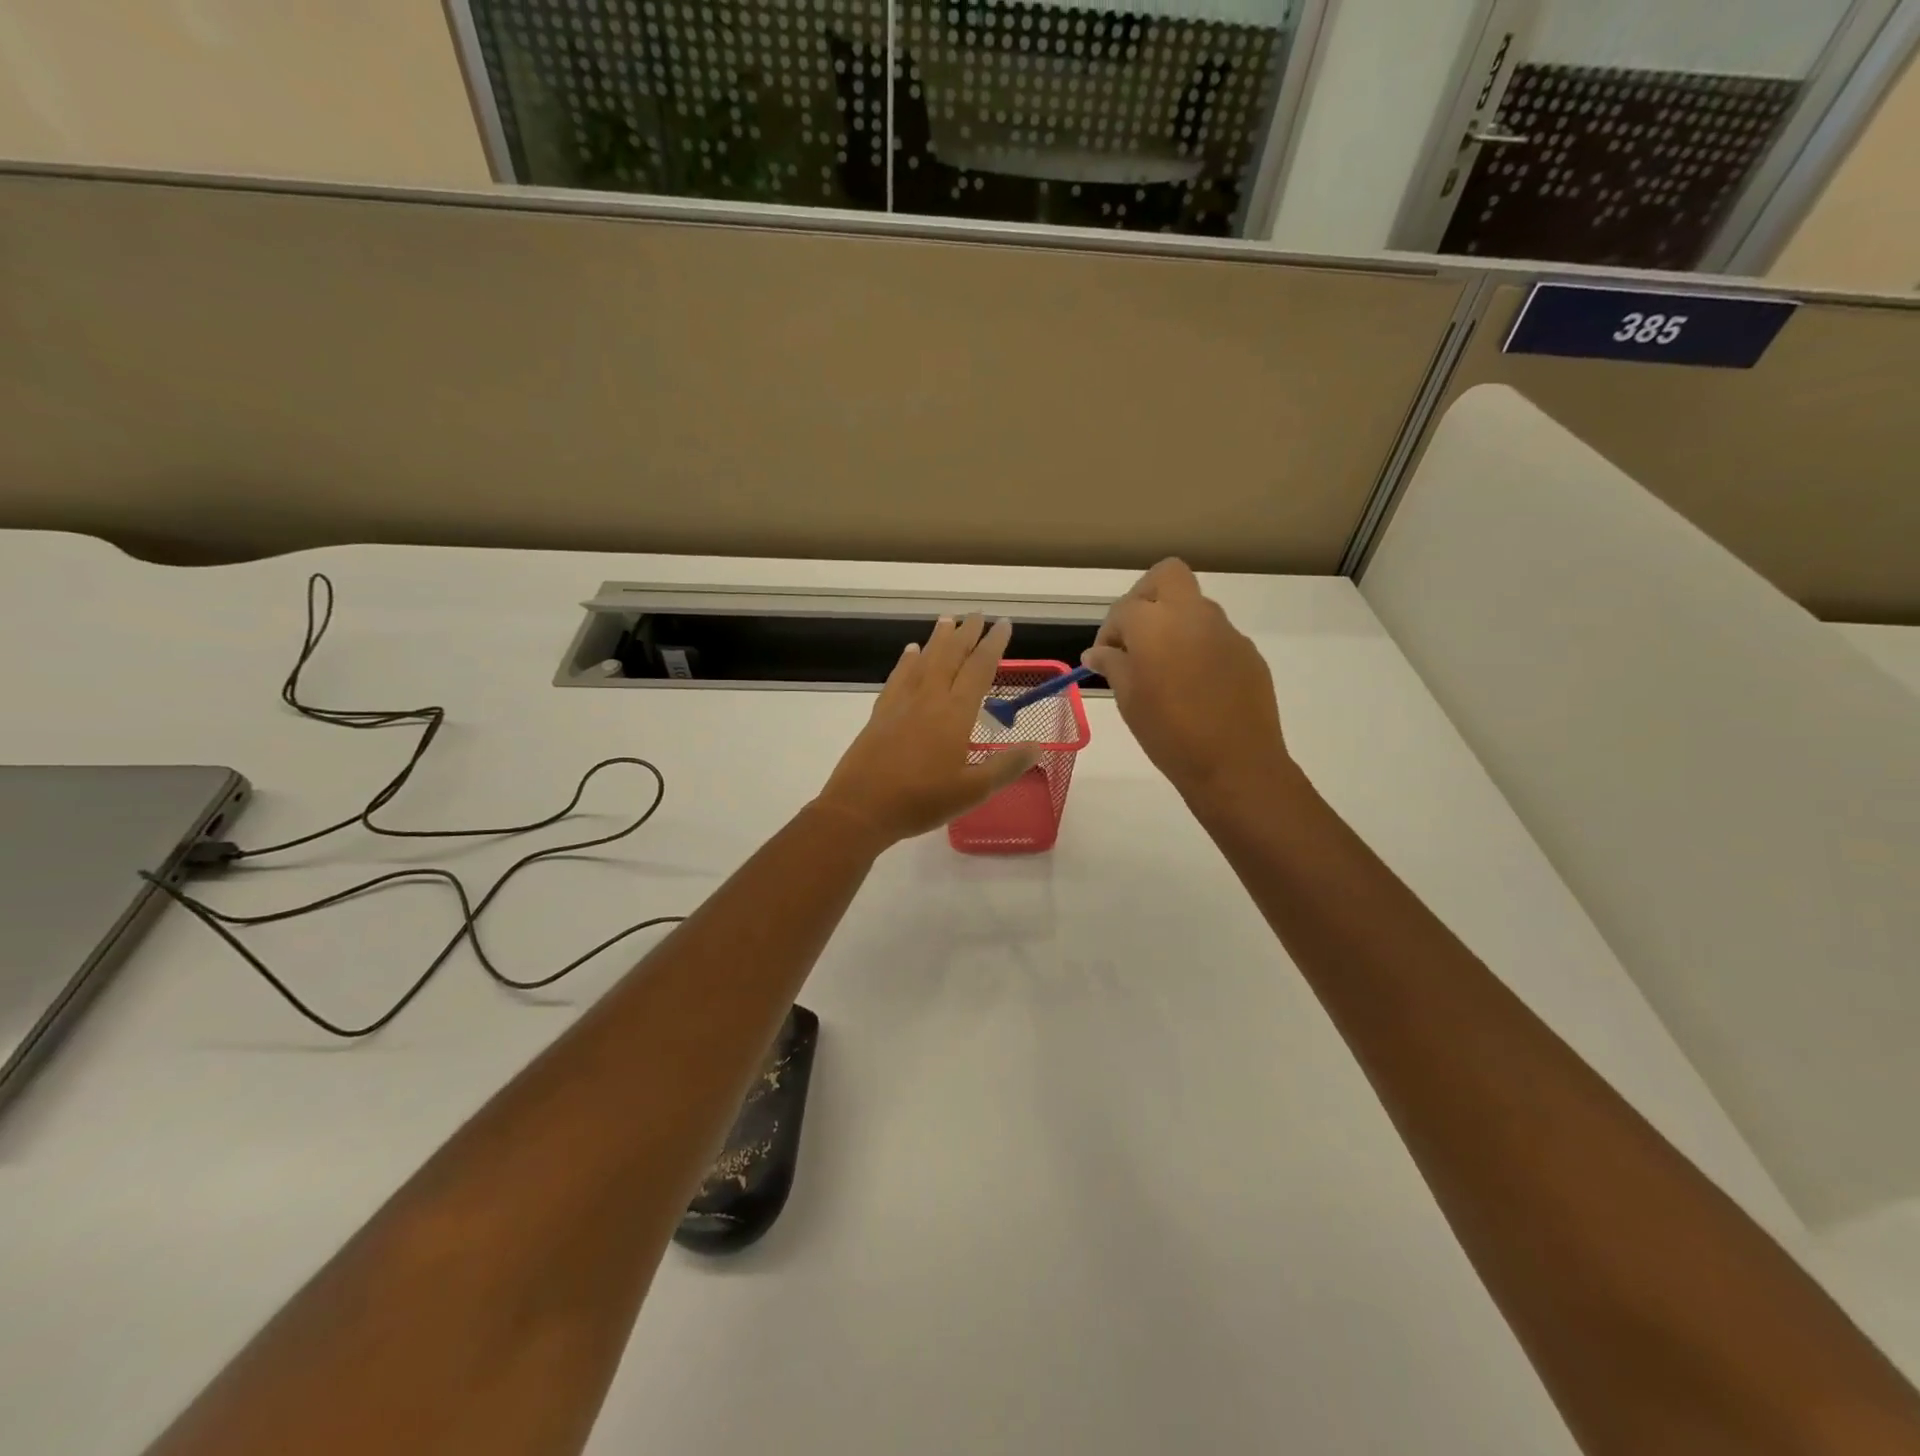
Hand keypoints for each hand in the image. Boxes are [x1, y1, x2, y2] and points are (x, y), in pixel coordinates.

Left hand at [815, 615, 1039, 846]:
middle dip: (966, 633)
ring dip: (938, 639)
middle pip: (950, 656)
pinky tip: (911, 652)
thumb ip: (1007, 766)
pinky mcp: (881, 713)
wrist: (861, 808)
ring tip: (947, 620)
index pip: (979, 669)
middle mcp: (929, 698)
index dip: (993, 645)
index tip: (1004, 624)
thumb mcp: (974, 791)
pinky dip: (907, 661)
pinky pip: (898, 677)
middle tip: (976, 614)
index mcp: (955, 713)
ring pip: (924, 661)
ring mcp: (902, 703)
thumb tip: (1038, 746)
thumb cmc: (922, 801)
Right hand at [1083, 559, 1289, 802]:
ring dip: (1173, 623)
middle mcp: (1192, 615)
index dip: (1109, 632)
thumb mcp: (1128, 699)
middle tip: (1135, 635)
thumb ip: (1112, 665)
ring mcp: (1225, 631)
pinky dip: (1198, 647)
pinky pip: (1215, 636)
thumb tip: (1097, 653)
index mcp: (1155, 624)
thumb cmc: (1169, 733)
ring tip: (1163, 667)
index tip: (1105, 659)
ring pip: (1193, 606)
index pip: (1124, 608)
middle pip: (1166, 576)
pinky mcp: (1247, 652)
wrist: (1235, 763)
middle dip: (1145, 597)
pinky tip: (1193, 686)